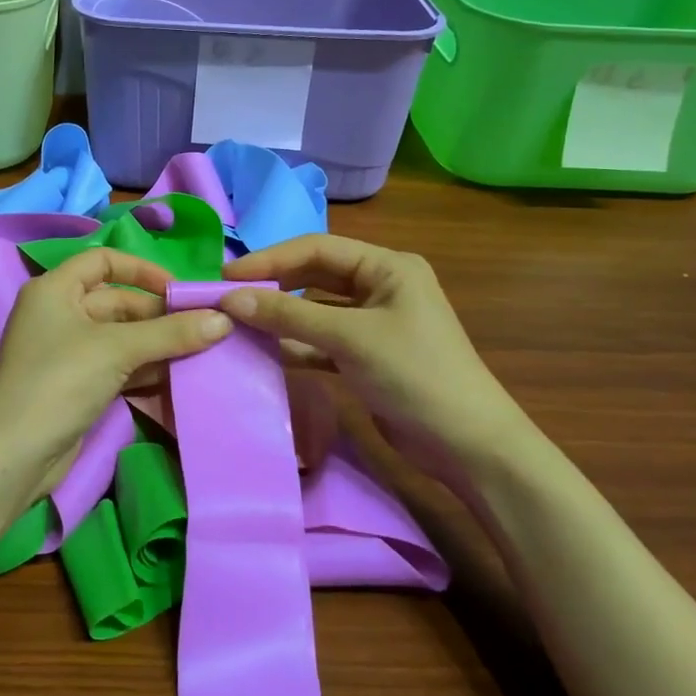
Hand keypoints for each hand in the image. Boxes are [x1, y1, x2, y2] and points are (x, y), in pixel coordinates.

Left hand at [0, 249, 230, 496]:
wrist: (15, 455)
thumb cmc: (60, 381)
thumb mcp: (118, 349)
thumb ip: (171, 333)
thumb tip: (224, 319)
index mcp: (55, 289)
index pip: (103, 261)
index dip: (142, 269)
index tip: (178, 290)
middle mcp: (58, 313)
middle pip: (116, 302)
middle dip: (158, 315)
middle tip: (202, 328)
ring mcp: (65, 351)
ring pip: (119, 337)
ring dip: (156, 344)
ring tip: (200, 352)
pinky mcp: (75, 384)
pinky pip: (116, 365)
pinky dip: (143, 368)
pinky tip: (176, 377)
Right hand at [221, 235, 533, 486]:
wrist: (469, 446)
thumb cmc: (415, 375)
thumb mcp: (350, 338)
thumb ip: (288, 316)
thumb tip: (229, 299)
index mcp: (387, 266)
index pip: (316, 248)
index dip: (269, 259)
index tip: (226, 276)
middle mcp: (380, 286)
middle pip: (314, 276)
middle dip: (272, 286)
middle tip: (227, 299)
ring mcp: (373, 323)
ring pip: (315, 310)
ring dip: (280, 317)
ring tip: (236, 325)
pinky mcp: (366, 356)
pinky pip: (321, 341)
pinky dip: (295, 345)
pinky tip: (264, 352)